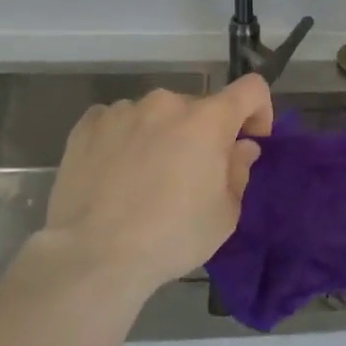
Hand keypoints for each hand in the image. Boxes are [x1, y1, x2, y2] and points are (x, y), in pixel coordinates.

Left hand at [35, 75, 273, 296]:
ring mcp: (123, 111)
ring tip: (147, 176)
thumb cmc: (172, 236)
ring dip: (163, 134)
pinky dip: (125, 138)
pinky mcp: (87, 126)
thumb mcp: (225, 214)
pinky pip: (118, 122)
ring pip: (157, 115)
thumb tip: (240, 147)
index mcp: (208, 120)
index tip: (250, 140)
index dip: (259, 111)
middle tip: (194, 174)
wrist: (92, 257)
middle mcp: (166, 103)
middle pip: (199, 107)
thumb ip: (239, 171)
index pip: (250, 89)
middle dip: (205, 133)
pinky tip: (116, 171)